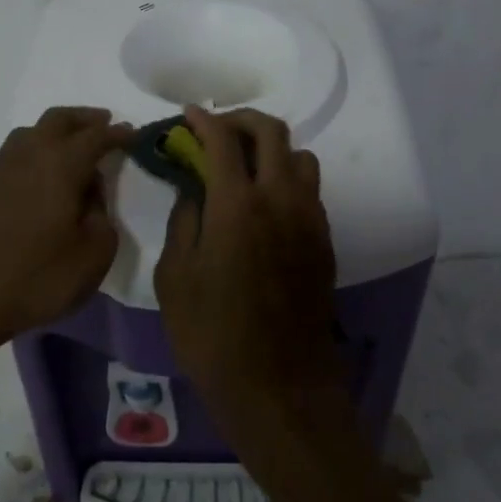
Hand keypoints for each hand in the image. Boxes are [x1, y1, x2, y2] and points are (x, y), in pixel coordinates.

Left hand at [0, 106, 133, 355]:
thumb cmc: (34, 279)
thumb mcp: (92, 256)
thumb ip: (102, 218)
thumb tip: (91, 196)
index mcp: (60, 165)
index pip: (95, 136)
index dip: (117, 134)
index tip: (134, 135)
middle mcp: (29, 157)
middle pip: (58, 120)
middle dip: (85, 118)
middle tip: (105, 125)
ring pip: (30, 133)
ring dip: (56, 131)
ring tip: (73, 147)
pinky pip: (15, 155)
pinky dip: (36, 152)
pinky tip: (43, 177)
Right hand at [153, 106, 343, 433]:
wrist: (279, 386)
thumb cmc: (213, 335)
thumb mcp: (175, 278)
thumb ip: (184, 221)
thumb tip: (194, 191)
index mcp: (237, 205)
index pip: (223, 140)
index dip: (203, 120)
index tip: (189, 115)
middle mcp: (280, 199)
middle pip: (272, 132)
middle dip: (242, 121)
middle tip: (218, 131)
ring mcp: (309, 218)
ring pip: (300, 157)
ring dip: (272, 149)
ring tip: (246, 167)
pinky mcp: (324, 240)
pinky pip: (309, 190)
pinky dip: (287, 179)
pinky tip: (265, 206)